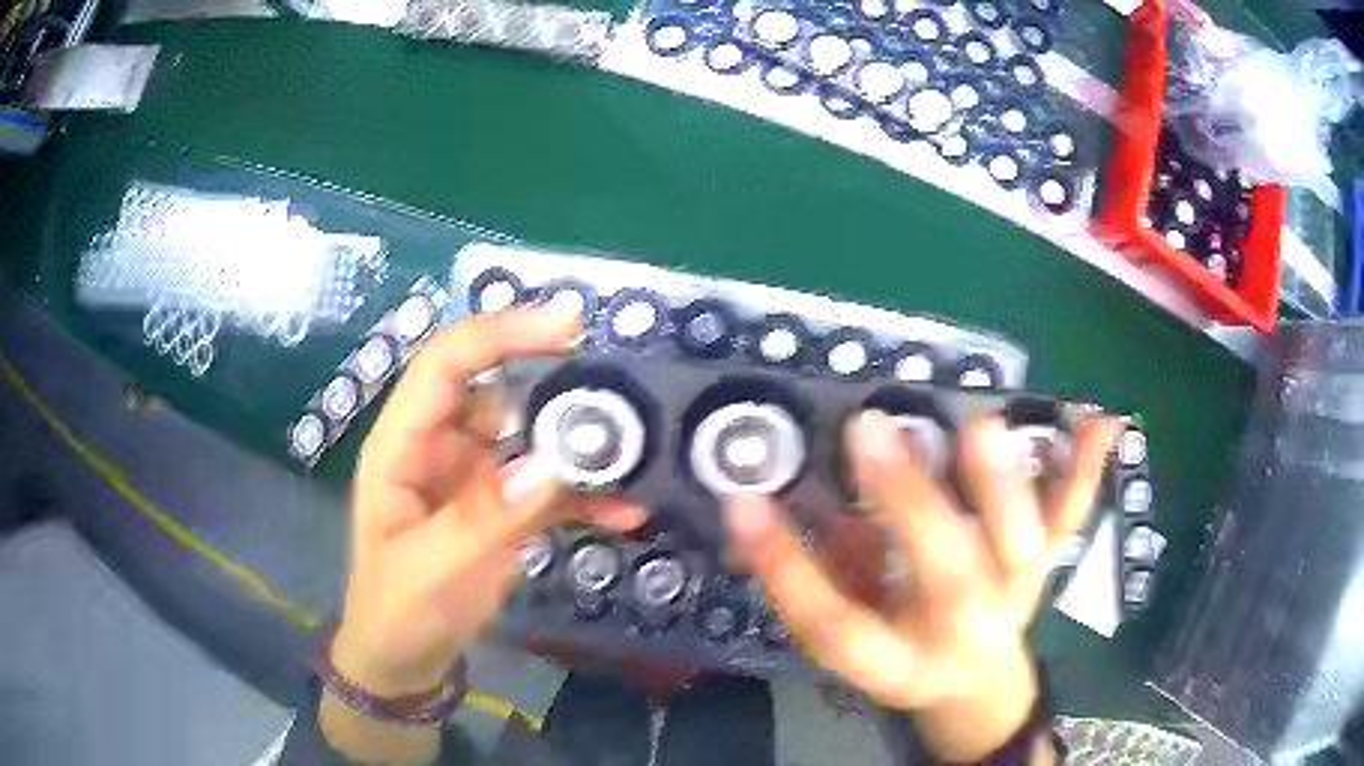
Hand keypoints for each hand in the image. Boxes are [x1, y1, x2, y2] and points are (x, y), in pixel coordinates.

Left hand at [332, 308, 642, 698]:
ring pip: (530, 437)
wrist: (405, 659)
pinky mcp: (501, 509)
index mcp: (403, 445)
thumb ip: (485, 518)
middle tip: (619, 401)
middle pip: (498, 392)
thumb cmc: (397, 612)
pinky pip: (548, 487)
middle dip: (555, 390)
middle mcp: (439, 447)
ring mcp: (473, 478)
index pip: (446, 364)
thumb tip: (549, 464)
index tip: (567, 329)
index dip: (500, 334)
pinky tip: (624, 511)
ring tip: (633, 456)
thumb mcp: (430, 570)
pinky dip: (584, 495)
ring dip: (578, 446)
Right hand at [726, 411, 1118, 761]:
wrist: (976, 682)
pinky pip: (1070, 518)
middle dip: (908, 504)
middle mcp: (961, 630)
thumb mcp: (853, 636)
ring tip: (981, 427)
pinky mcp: (1046, 565)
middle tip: (870, 432)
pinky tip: (1102, 422)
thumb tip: (774, 509)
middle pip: (945, 578)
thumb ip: (822, 577)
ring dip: (1005, 483)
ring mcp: (1015, 592)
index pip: (835, 627)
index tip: (744, 504)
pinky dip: (1087, 471)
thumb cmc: (904, 656)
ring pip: (1021, 544)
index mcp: (896, 660)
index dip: (787, 571)